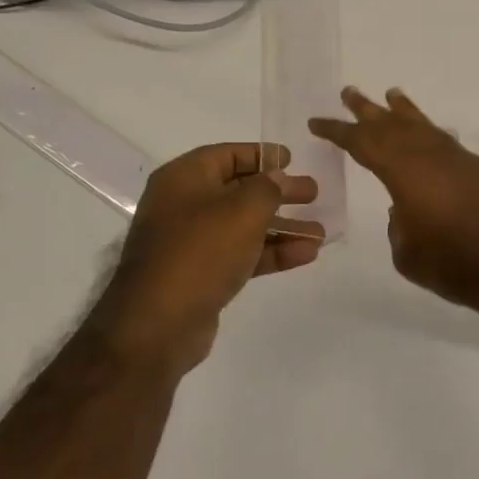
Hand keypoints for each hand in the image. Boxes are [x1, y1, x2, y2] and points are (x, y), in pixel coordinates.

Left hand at [81, 144, 320, 379]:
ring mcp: (191, 243)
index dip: (260, 155)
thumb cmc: (200, 251)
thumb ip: (268, 188)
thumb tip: (278, 179)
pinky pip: (242, 255)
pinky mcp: (202, 275)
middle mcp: (184, 205)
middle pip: (239, 191)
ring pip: (244, 227)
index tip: (292, 160)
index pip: (226, 155)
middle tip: (313, 194)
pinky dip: (272, 253)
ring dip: (283, 228)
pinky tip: (306, 255)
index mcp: (184, 178)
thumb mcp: (243, 210)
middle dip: (279, 193)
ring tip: (320, 233)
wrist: (158, 323)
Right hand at [310, 87, 478, 317]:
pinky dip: (431, 134)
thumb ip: (400, 229)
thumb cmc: (458, 265)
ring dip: (405, 112)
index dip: (338, 132)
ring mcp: (460, 159)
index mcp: (405, 172)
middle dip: (368, 110)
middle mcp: (431, 156)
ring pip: (425, 127)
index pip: (363, 144)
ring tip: (392, 95)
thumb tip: (405, 210)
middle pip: (393, 125)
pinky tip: (429, 137)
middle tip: (349, 92)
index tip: (318, 122)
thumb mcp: (410, 256)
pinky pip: (446, 142)